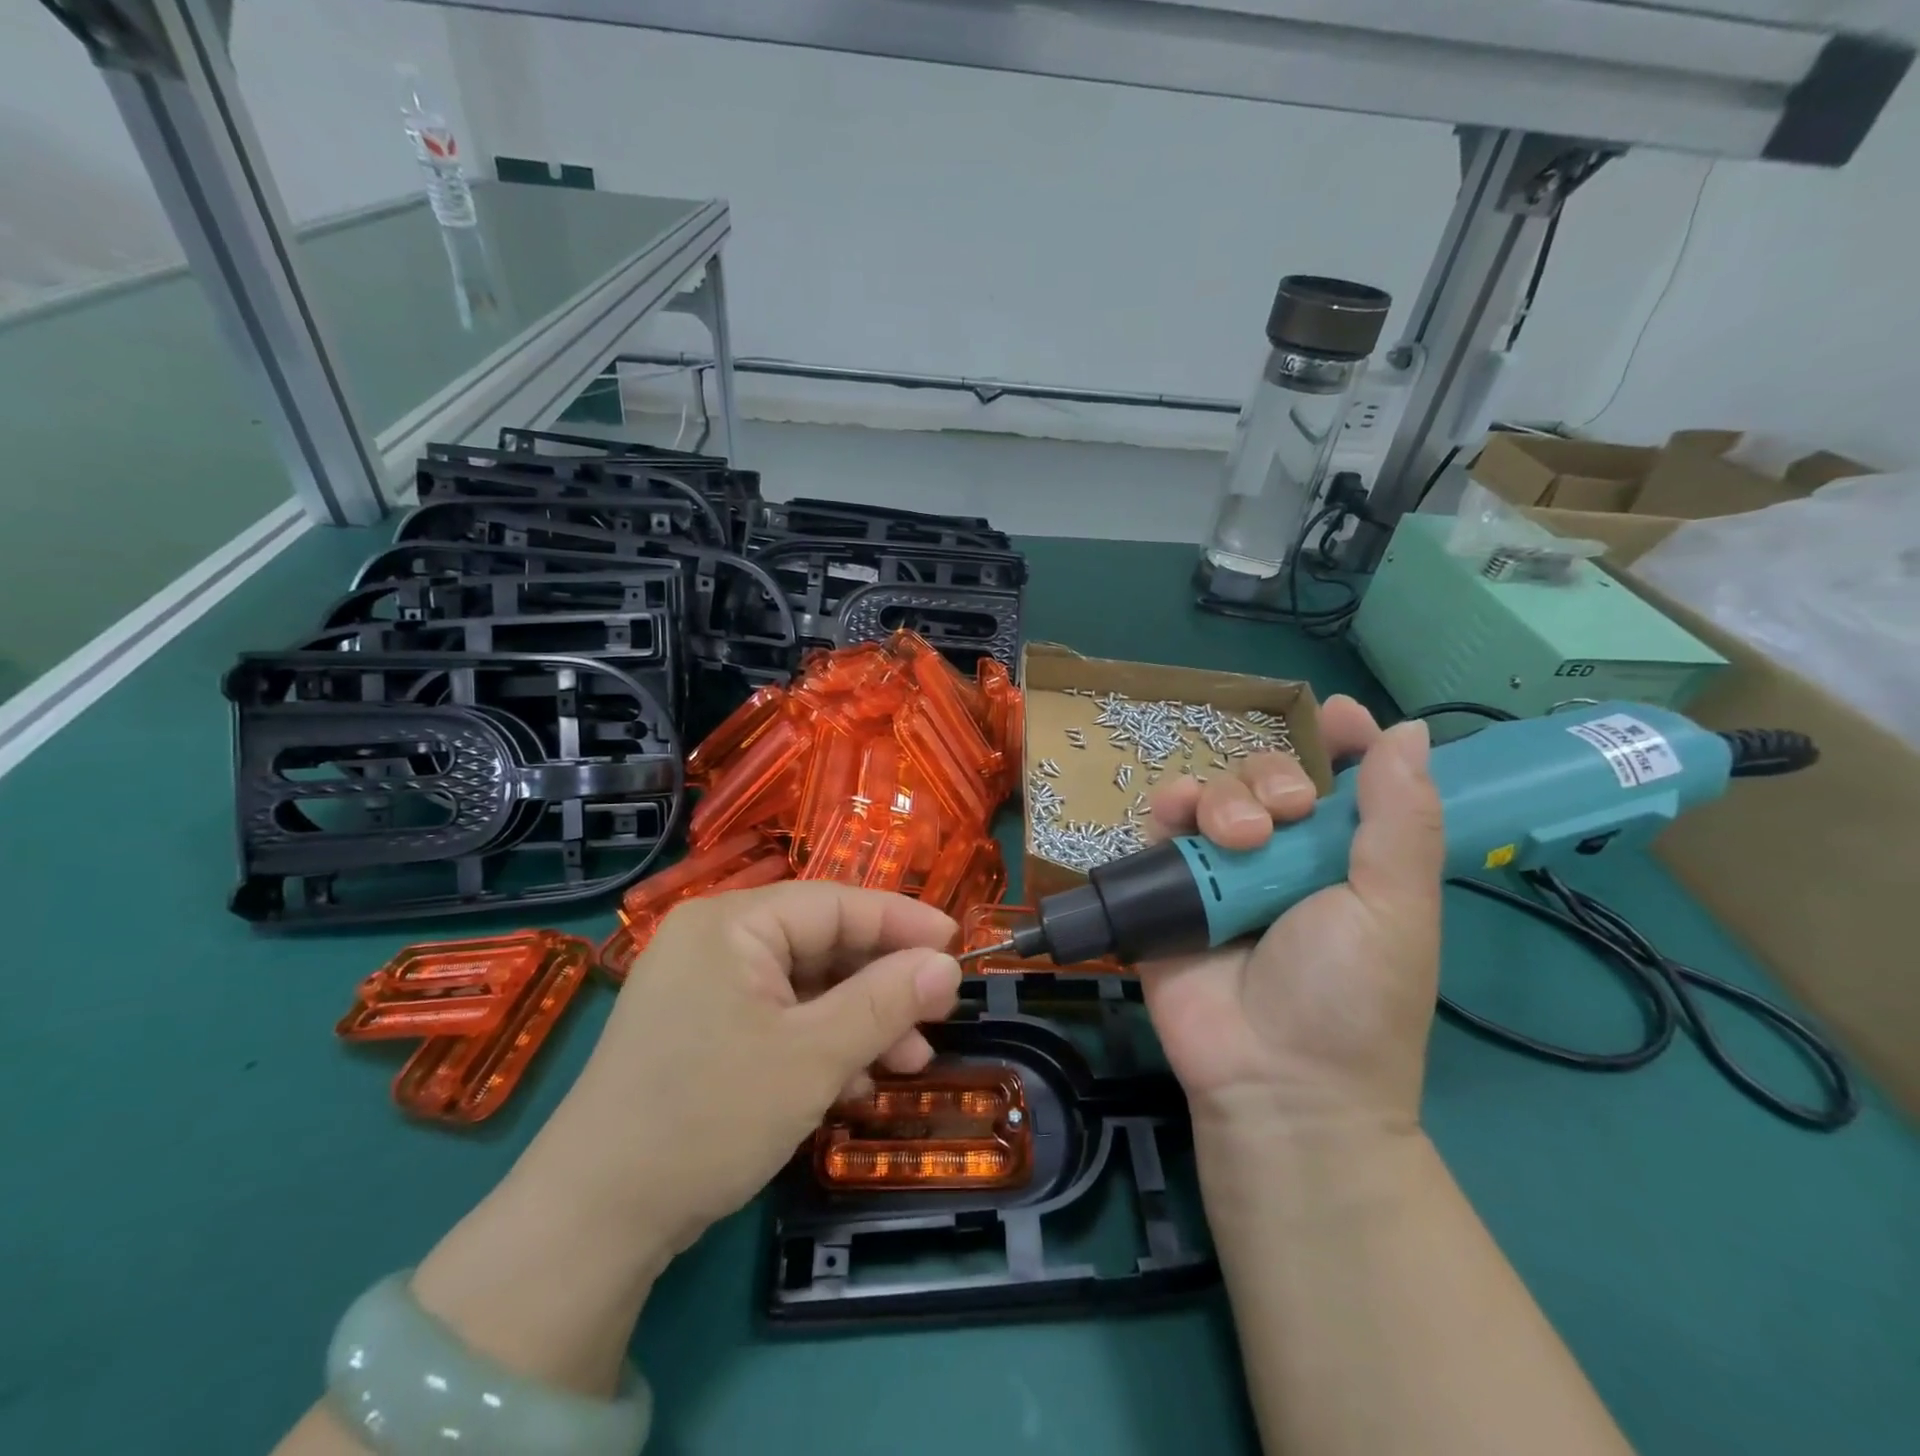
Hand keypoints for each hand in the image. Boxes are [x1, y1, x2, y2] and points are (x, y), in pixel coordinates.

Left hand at [531, 882, 962, 1261]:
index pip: (836, 903)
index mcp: (731, 923)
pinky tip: (852, 1085)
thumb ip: (885, 1002)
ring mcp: (702, 988)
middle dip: (881, 984)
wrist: (590, 1225)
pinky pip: (776, 1018)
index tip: (957, 945)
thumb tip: (948, 964)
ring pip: (804, 986)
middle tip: (936, 1018)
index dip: (902, 921)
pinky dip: (819, 1044)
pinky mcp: (699, 1031)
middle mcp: (713, 941)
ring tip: (907, 1063)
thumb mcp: (812, 1058)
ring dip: (858, 1021)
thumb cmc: (708, 1118)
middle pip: (821, 944)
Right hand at [1140, 696, 1443, 1136]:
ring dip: (1226, 795)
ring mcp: (1223, 871)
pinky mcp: (1170, 887)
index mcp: (1346, 859)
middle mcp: (1283, 857)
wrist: (1274, 1080)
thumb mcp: (1396, 908)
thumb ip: (1400, 819)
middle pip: (1270, 777)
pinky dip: (1169, 808)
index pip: (1345, 781)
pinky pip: (1162, 826)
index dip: (1344, 743)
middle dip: (1276, 777)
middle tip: (1287, 814)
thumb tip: (1412, 731)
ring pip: (1216, 792)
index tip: (1336, 718)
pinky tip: (1178, 815)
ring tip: (1238, 837)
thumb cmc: (1351, 998)